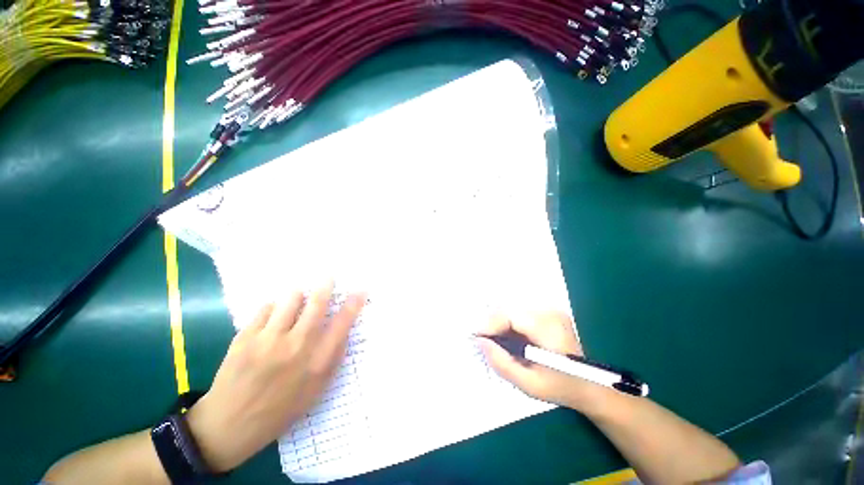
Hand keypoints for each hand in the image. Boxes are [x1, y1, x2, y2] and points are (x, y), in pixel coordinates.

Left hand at [186, 284, 365, 471]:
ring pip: (290, 299)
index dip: (354, 304)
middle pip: (317, 304)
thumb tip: (343, 331)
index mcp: (317, 362)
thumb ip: (332, 359)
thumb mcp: (315, 390)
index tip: (361, 290)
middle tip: (328, 277)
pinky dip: (273, 309)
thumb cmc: (279, 410)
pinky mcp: (245, 337)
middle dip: (326, 286)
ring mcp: (269, 340)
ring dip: (297, 297)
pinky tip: (271, 319)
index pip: (342, 324)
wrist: (229, 425)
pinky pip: (266, 308)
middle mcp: (297, 346)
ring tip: (296, 300)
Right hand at [478, 313, 591, 406]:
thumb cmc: (561, 388)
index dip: (489, 324)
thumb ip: (502, 363)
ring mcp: (550, 310)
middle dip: (493, 324)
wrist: (591, 385)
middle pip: (509, 310)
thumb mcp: (529, 385)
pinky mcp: (548, 312)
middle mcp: (549, 313)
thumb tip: (480, 342)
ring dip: (500, 323)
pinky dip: (509, 323)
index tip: (476, 338)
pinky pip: (520, 313)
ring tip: (496, 342)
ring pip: (512, 310)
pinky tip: (509, 338)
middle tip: (484, 342)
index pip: (510, 316)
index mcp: (548, 329)